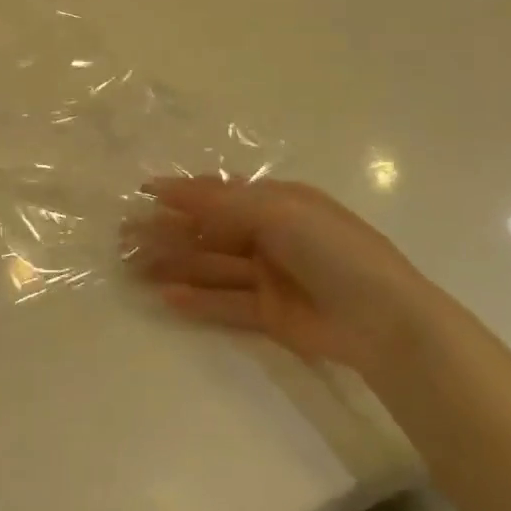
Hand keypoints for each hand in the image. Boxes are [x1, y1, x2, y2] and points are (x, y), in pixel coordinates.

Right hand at [128, 177, 442, 372]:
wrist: (386, 322)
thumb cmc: (331, 250)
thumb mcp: (276, 211)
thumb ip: (217, 202)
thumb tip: (163, 189)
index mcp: (277, 202)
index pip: (219, 194)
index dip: (181, 194)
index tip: (142, 196)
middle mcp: (270, 235)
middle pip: (209, 232)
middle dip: (169, 233)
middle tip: (124, 238)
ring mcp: (270, 276)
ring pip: (212, 267)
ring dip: (175, 265)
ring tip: (133, 269)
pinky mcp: (271, 314)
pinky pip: (226, 303)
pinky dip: (198, 300)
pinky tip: (167, 298)